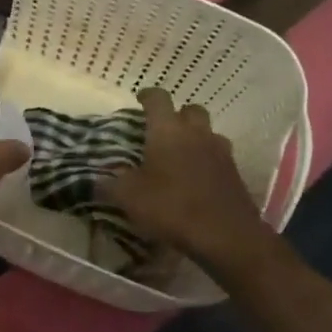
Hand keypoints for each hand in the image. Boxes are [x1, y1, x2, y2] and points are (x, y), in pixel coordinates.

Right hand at [103, 87, 286, 273]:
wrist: (226, 236)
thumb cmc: (171, 207)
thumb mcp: (129, 197)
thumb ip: (110, 183)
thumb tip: (96, 179)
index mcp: (167, 130)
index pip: (158, 98)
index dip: (147, 96)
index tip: (139, 101)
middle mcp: (196, 133)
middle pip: (190, 109)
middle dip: (176, 114)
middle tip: (162, 130)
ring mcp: (220, 151)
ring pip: (208, 132)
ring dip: (195, 136)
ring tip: (181, 154)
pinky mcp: (235, 172)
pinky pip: (219, 155)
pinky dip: (207, 159)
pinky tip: (197, 177)